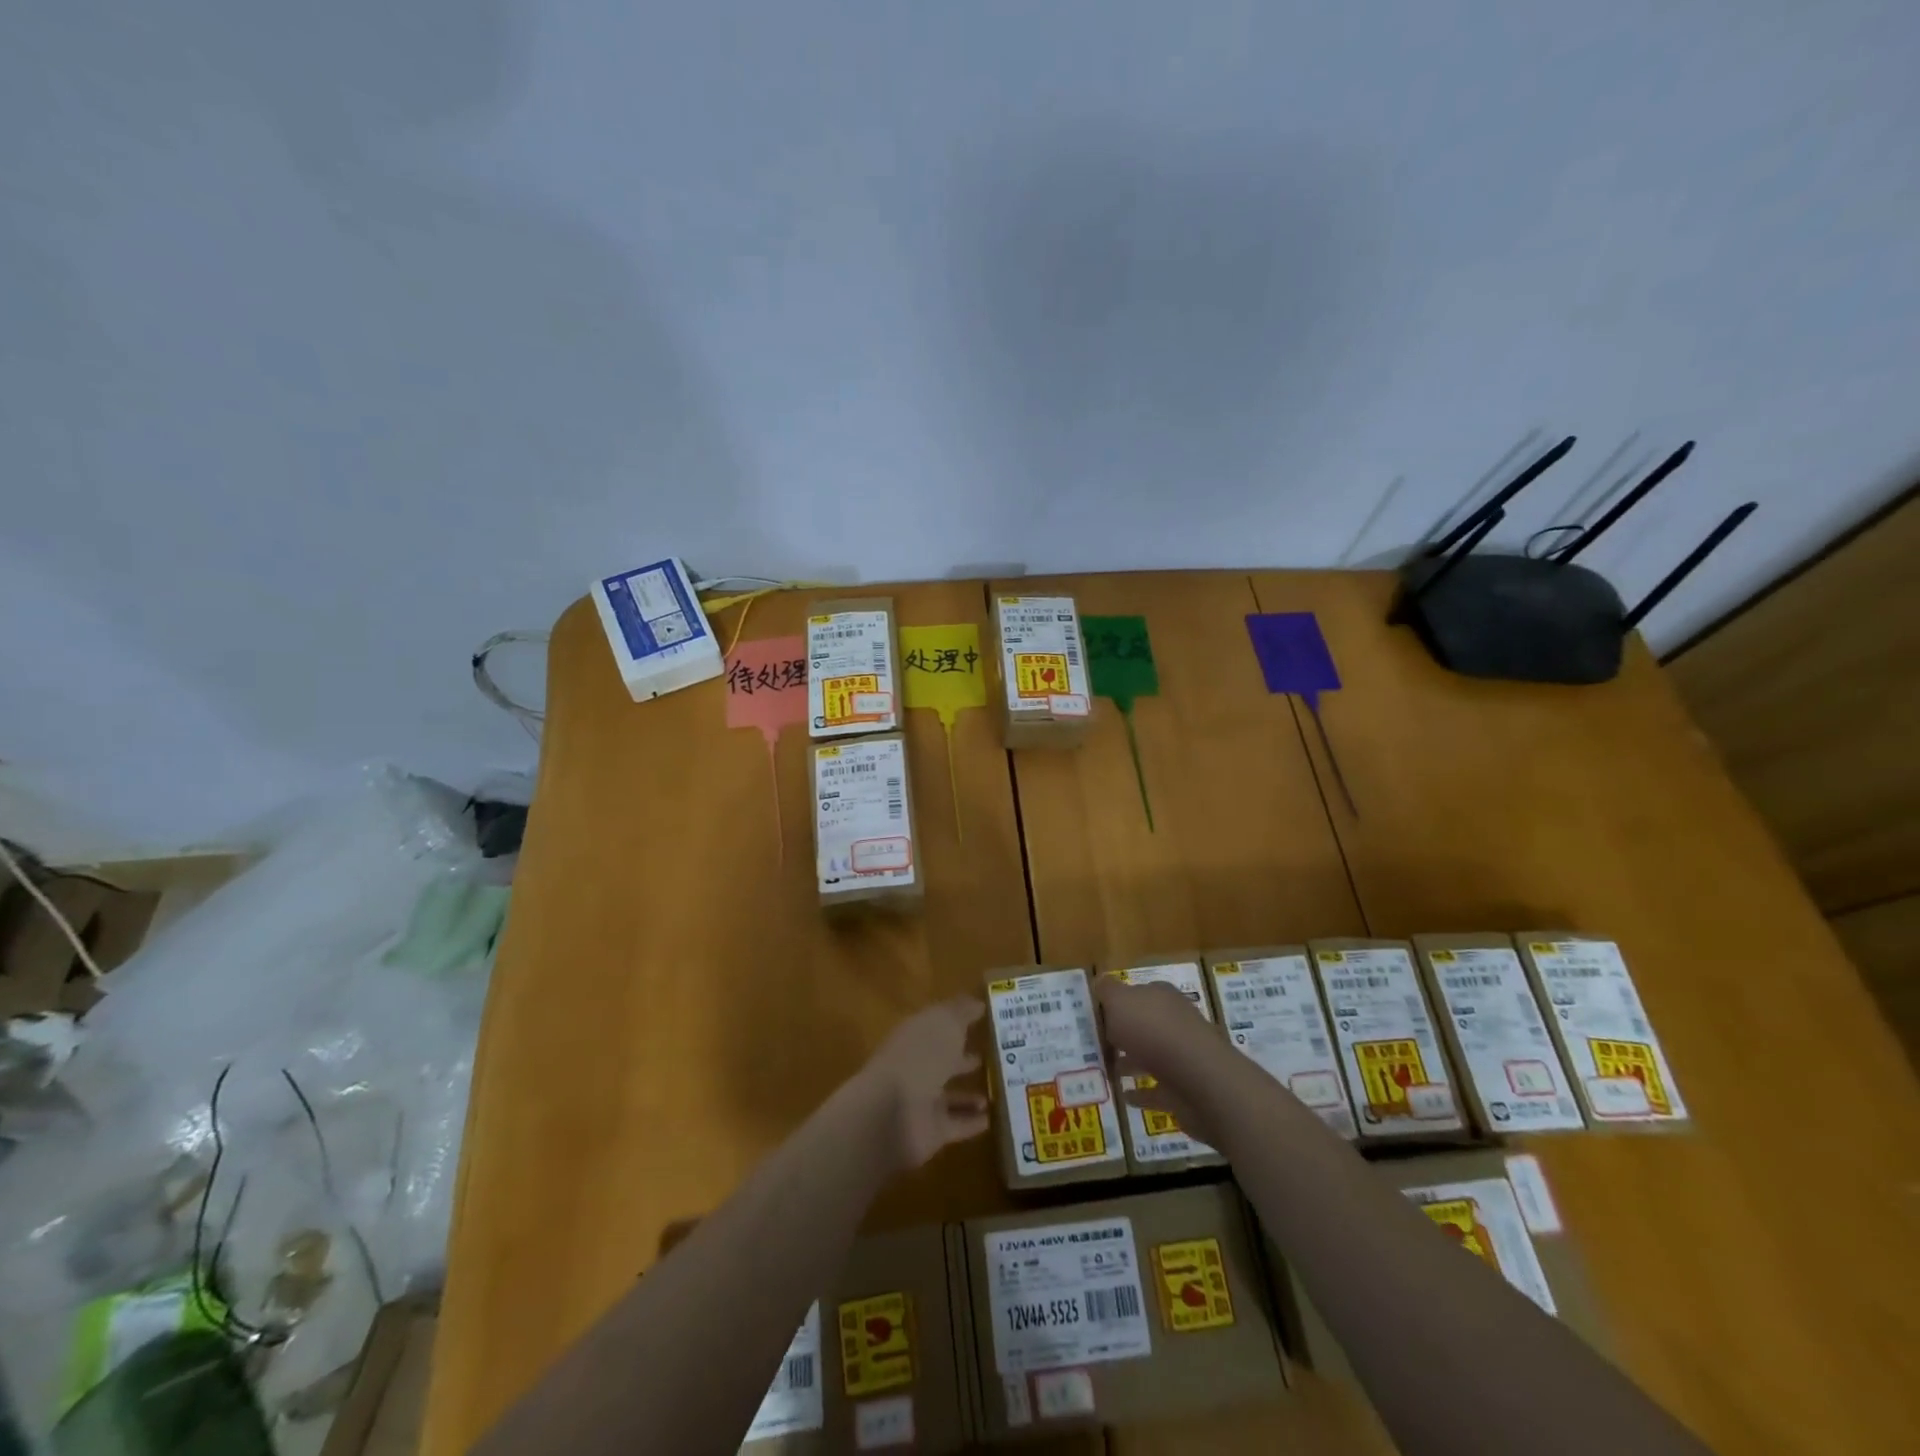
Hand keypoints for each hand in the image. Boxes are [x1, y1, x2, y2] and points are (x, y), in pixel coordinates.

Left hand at [854, 997, 989, 1171]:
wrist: (893, 1113)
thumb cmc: (920, 1056)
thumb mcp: (945, 1022)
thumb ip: (962, 1011)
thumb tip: (978, 1003)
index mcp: (915, 1035)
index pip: (938, 1024)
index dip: (958, 1020)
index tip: (985, 1018)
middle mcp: (917, 1066)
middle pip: (943, 1060)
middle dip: (964, 1057)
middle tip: (995, 1055)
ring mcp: (922, 1100)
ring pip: (950, 1095)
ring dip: (970, 1093)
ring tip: (999, 1088)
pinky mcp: (931, 1131)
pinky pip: (956, 1124)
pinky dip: (972, 1122)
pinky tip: (991, 1118)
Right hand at [1096, 975, 1226, 1144]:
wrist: (1199, 1080)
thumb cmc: (1154, 1031)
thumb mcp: (1120, 1001)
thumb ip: (1107, 991)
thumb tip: (1099, 981)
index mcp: (1161, 997)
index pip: (1136, 993)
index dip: (1115, 1002)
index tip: (1093, 1016)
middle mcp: (1175, 1022)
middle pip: (1144, 1024)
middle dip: (1122, 1033)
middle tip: (1095, 1044)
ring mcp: (1183, 1057)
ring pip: (1151, 1056)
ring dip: (1131, 1062)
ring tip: (1105, 1070)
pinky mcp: (1185, 1089)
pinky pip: (1157, 1090)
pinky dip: (1141, 1093)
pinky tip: (1124, 1097)